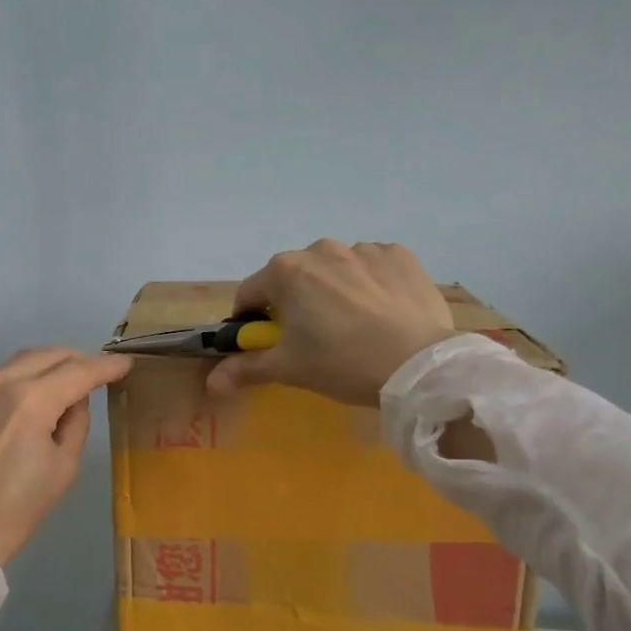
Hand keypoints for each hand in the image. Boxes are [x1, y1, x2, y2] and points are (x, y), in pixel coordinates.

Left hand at [0, 348, 132, 565]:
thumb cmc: (18, 508)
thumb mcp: (64, 466)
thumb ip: (76, 422)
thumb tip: (74, 399)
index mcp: (31, 400)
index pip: (78, 371)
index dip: (106, 367)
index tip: (126, 364)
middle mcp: (1, 382)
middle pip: (50, 355)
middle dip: (79, 359)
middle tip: (100, 371)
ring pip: (23, 359)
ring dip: (51, 363)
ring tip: (71, 379)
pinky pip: (1, 375)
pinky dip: (25, 375)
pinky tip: (36, 393)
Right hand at [205, 240, 456, 405]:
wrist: (418, 365)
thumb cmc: (341, 363)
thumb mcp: (289, 369)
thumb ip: (247, 369)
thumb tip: (211, 382)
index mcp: (285, 271)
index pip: (250, 294)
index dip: (250, 321)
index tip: (265, 343)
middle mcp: (320, 249)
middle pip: (293, 278)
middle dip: (295, 304)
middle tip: (313, 339)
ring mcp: (363, 248)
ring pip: (335, 271)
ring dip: (334, 291)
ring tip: (354, 327)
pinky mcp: (400, 255)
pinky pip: (372, 267)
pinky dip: (370, 285)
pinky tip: (383, 313)